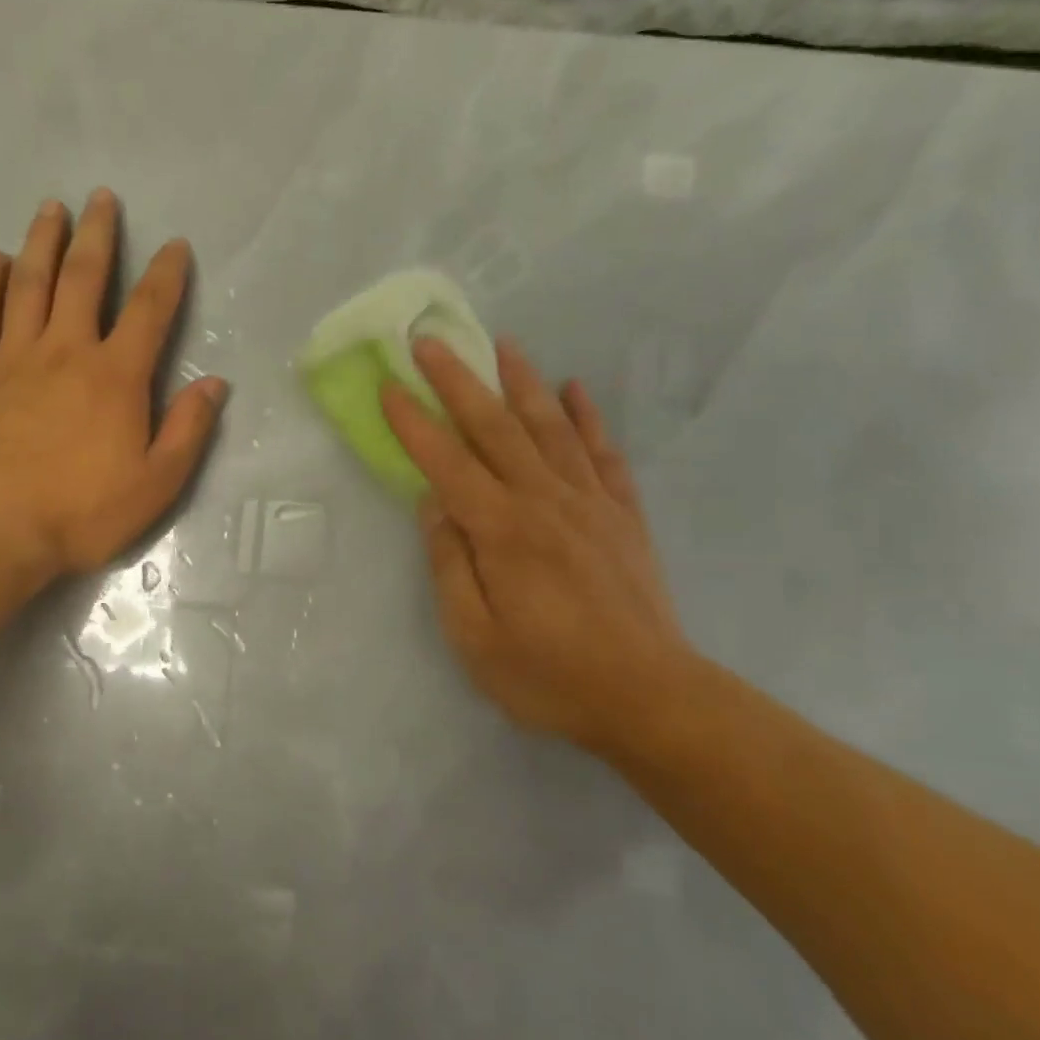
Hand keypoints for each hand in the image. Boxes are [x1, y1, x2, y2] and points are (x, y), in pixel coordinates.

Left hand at [0, 189, 227, 580]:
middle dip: (97, 235)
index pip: (149, 311)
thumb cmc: (81, 511)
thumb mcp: (156, 483)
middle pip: (83, 278)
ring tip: (51, 208)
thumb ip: (188, 430)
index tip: (174, 245)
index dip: (166, 274)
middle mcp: (66, 351)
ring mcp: (13, 358)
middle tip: (101, 197)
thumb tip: (215, 383)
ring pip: (29, 284)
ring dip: (42, 242)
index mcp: (116, 376)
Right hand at [382, 338, 692, 756]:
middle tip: (431, 341)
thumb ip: (449, 565)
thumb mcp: (474, 637)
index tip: (389, 386)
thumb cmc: (549, 675)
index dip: (414, 423)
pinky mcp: (623, 515)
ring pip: (551, 426)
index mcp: (502, 530)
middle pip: (495, 427)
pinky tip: (576, 389)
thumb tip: (433, 505)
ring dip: (523, 381)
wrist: (650, 698)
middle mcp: (545, 500)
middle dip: (459, 380)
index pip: (446, 462)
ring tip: (503, 344)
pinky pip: (603, 452)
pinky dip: (588, 416)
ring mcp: (590, 502)